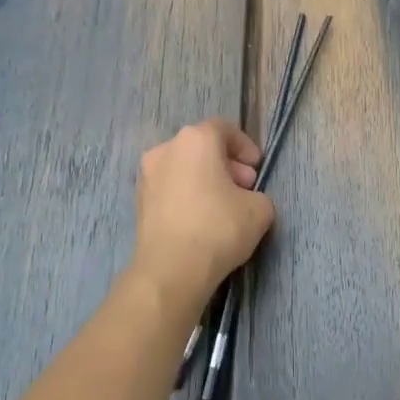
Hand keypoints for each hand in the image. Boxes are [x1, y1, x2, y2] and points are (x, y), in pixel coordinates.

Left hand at [130, 119, 274, 307]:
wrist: (170, 269)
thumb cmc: (218, 228)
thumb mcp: (260, 210)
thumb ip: (258, 195)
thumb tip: (246, 200)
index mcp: (195, 139)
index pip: (225, 129)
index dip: (245, 146)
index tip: (257, 168)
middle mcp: (166, 149)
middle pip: (202, 147)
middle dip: (227, 165)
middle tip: (244, 188)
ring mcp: (147, 175)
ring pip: (184, 168)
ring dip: (206, 180)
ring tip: (223, 206)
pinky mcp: (139, 201)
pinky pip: (171, 188)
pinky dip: (187, 195)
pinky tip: (201, 220)